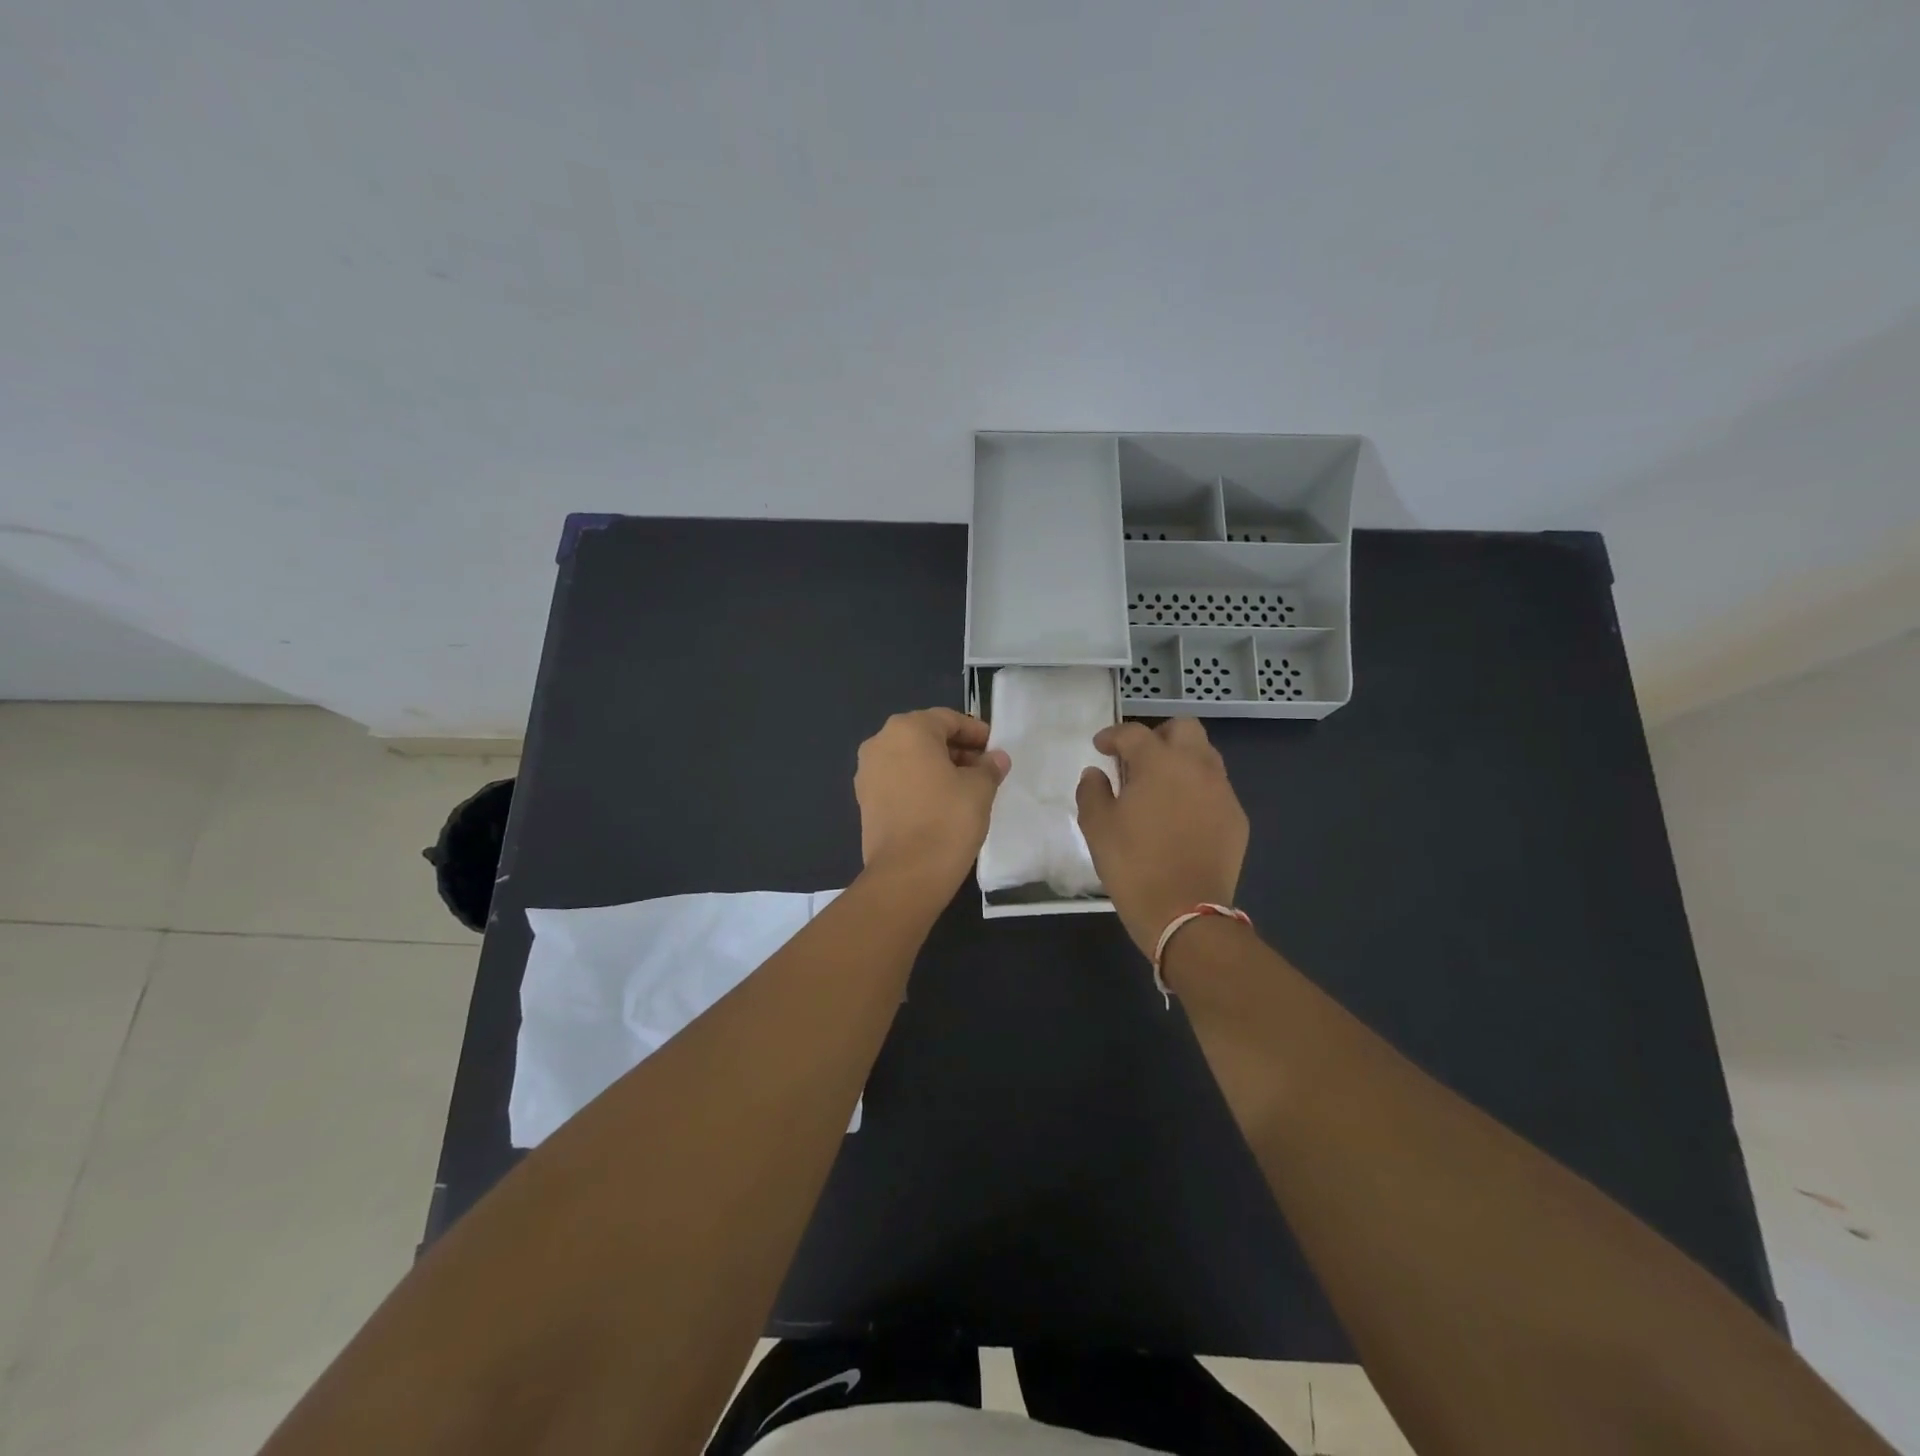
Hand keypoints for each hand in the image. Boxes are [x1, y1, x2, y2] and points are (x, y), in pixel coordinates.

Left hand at [855, 708, 1010, 890]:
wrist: (907, 874)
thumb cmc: (947, 820)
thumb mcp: (979, 789)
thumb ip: (989, 767)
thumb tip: (995, 759)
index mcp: (907, 730)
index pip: (948, 719)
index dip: (975, 732)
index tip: (994, 749)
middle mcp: (880, 743)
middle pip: (925, 736)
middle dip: (956, 749)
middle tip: (983, 769)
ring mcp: (867, 772)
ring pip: (910, 759)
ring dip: (937, 767)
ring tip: (965, 788)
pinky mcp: (865, 800)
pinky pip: (898, 780)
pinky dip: (919, 783)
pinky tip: (941, 803)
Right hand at [1075, 718, 1248, 957]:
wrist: (1184, 912)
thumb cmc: (1133, 865)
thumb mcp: (1097, 827)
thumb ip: (1092, 791)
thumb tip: (1096, 774)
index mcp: (1159, 763)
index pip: (1134, 733)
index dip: (1113, 735)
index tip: (1100, 747)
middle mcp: (1196, 767)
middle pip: (1183, 728)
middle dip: (1158, 734)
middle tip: (1138, 757)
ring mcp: (1222, 792)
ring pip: (1205, 755)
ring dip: (1181, 759)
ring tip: (1161, 785)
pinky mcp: (1236, 818)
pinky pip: (1216, 788)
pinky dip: (1197, 789)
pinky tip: (1181, 815)